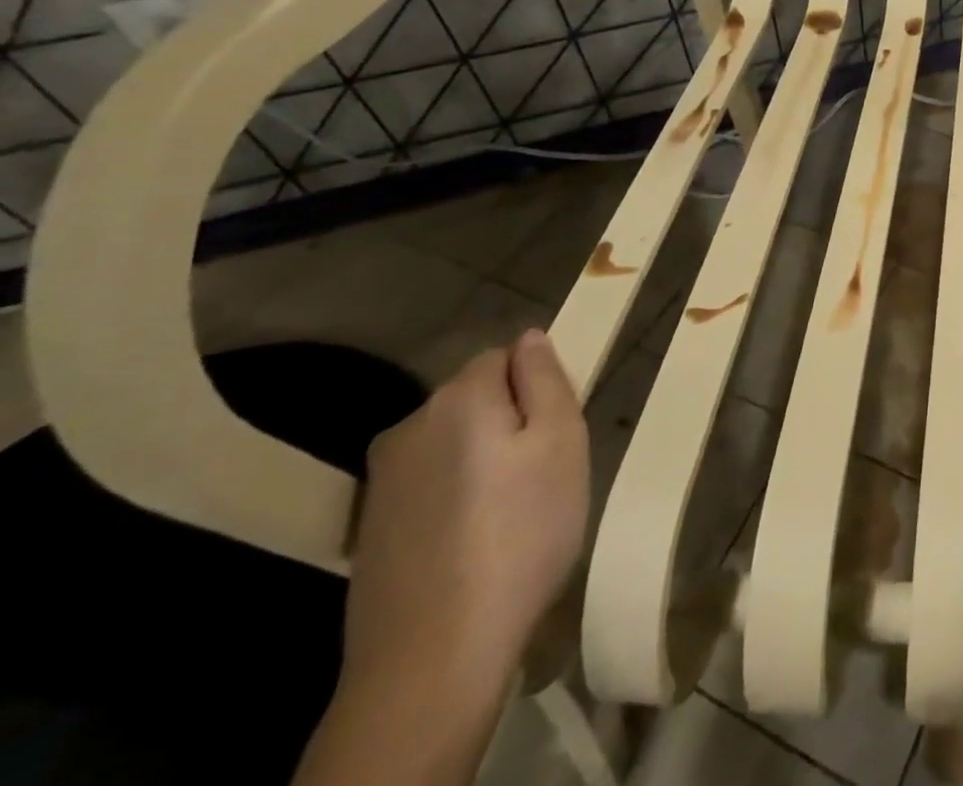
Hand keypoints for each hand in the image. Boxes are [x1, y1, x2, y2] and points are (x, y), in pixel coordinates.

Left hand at [342, 330, 588, 700]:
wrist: (432, 656)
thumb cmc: (521, 534)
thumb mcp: (562, 442)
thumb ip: (545, 378)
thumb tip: (529, 338)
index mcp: (460, 397)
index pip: (504, 356)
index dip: (536, 387)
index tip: (554, 433)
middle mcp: (410, 424)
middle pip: (474, 397)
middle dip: (509, 420)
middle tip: (539, 475)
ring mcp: (382, 479)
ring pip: (450, 441)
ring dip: (480, 458)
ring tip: (507, 514)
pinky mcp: (369, 526)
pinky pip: (427, 483)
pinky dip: (453, 496)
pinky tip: (470, 542)